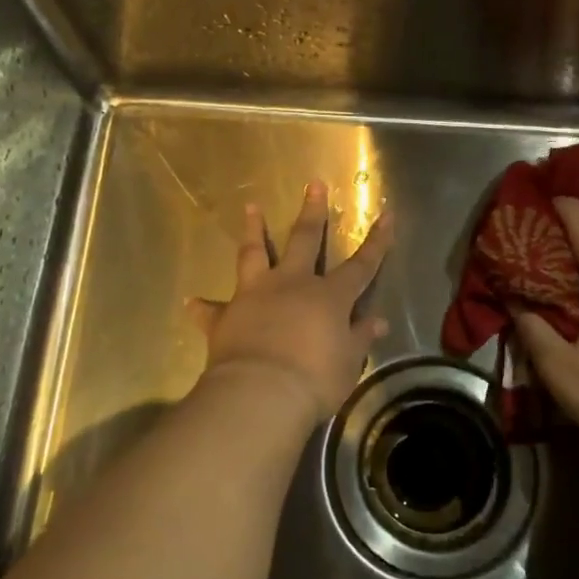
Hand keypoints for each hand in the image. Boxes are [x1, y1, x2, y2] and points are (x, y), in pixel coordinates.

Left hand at [186, 181, 393, 425]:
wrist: (260, 394)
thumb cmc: (315, 380)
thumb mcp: (348, 363)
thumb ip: (359, 338)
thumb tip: (377, 321)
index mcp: (329, 297)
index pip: (362, 265)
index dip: (377, 241)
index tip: (387, 214)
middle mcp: (292, 285)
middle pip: (304, 240)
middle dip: (312, 212)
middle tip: (313, 184)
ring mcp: (255, 295)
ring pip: (254, 254)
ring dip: (252, 230)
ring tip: (250, 207)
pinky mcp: (226, 316)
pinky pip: (211, 309)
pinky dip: (202, 306)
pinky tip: (191, 301)